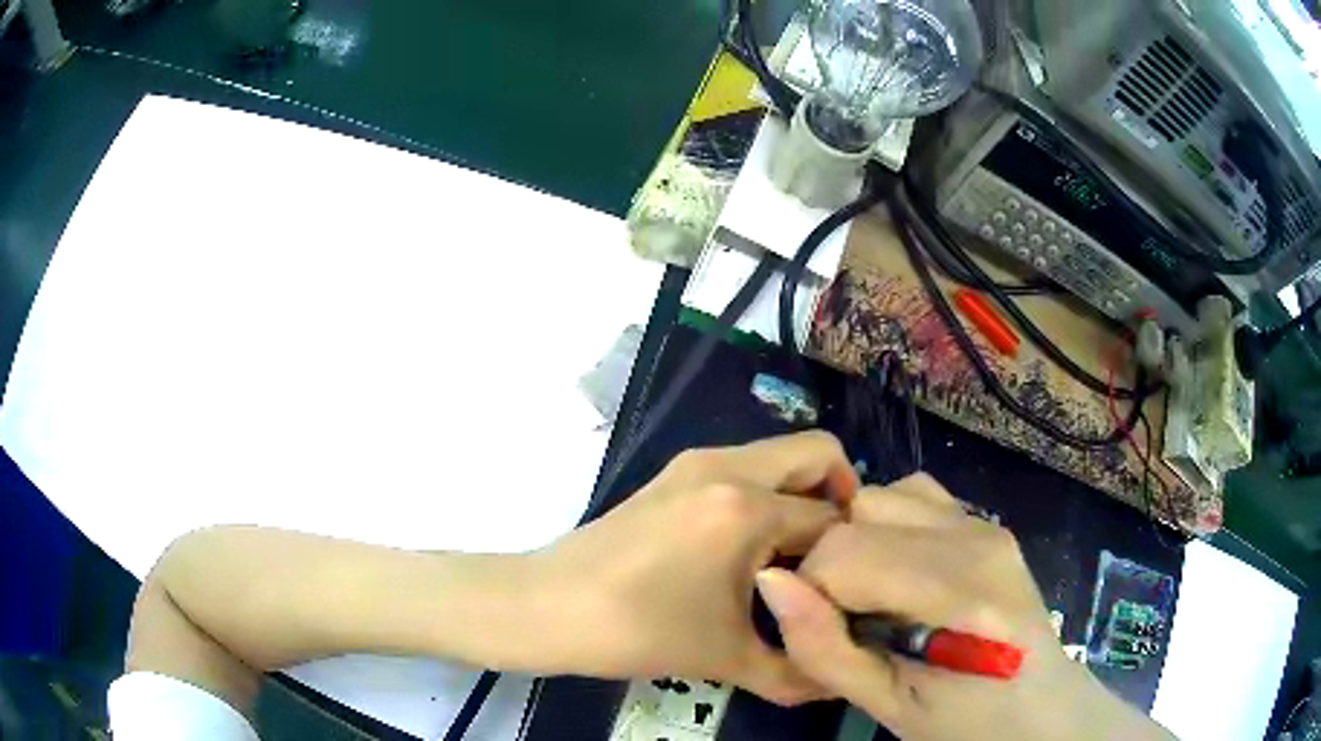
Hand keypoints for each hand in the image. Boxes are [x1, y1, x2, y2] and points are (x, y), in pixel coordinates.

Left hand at [527, 431, 857, 704]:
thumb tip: (838, 678)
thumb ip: (796, 671)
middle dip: (843, 495)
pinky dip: (768, 494)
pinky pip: (746, 467)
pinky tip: (753, 548)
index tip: (853, 585)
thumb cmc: (637, 632)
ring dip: (802, 494)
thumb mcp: (727, 659)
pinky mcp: (674, 473)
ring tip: (797, 556)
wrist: (546, 607)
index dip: (851, 556)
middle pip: (818, 453)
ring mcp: (696, 463)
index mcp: (746, 509)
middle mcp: (727, 467)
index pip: (832, 521)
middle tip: (837, 554)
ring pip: (780, 456)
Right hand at [755, 474, 1174, 740]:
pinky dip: (889, 525)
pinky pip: (915, 496)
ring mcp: (986, 523)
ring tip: (874, 595)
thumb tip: (771, 582)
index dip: (812, 593)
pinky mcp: (988, 523)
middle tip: (849, 620)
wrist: (1041, 709)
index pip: (845, 553)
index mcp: (960, 594)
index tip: (824, 635)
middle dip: (831, 564)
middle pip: (860, 511)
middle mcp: (977, 539)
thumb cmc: (967, 724)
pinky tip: (901, 569)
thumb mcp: (890, 707)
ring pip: (883, 494)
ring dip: (859, 540)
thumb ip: (826, 649)